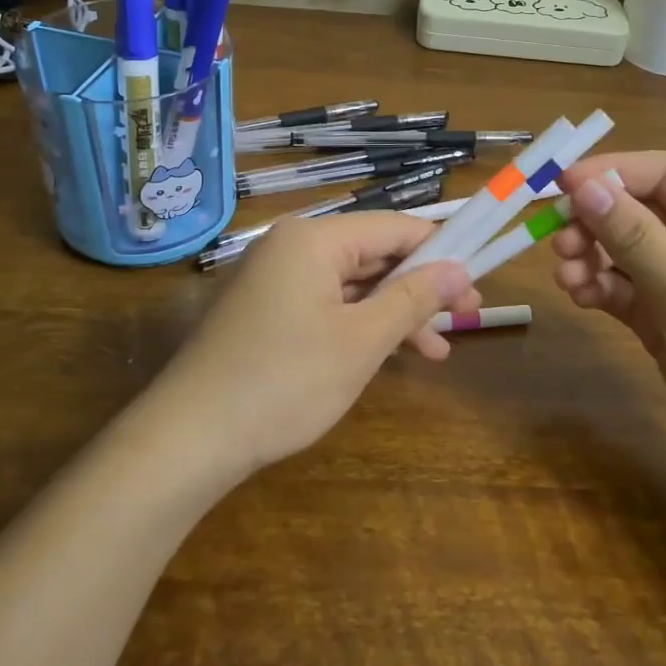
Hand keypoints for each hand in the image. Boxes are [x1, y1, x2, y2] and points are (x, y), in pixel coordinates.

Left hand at [150, 213, 477, 478]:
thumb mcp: (361, 342)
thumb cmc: (284, 382)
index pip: (394, 227)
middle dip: (419, 288)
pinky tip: (385, 355)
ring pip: (351, 284)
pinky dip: (358, 325)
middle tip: (465, 320)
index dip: (441, 252)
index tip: (476, 286)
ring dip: (393, 313)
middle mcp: (291, 246)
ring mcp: (273, 279)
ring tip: (436, 351)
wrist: (189, 437)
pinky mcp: (263, 310)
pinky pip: (325, 304)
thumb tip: (458, 269)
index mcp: (314, 238)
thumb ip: (412, 299)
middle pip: (373, 254)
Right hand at [551, 151, 665, 499]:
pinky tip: (582, 299)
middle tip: (558, 244)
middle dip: (595, 222)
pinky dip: (601, 288)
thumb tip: (583, 186)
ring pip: (626, 251)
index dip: (611, 172)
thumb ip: (635, 236)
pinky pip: (626, 289)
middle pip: (639, 211)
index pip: (664, 173)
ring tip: (567, 281)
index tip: (560, 187)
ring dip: (592, 257)